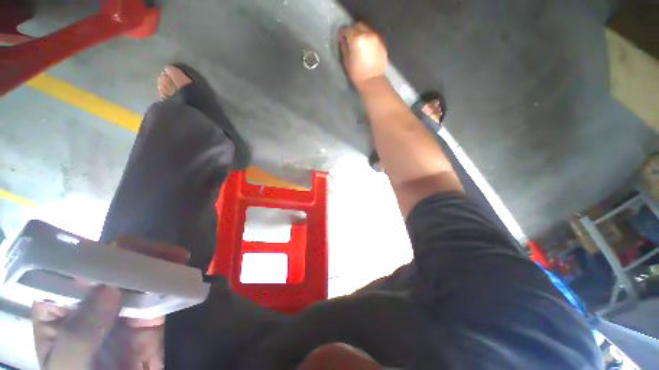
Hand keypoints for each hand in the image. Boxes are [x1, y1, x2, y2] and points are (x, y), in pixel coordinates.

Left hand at [32, 237, 188, 369]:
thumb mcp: (69, 366)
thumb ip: (79, 334)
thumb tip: (109, 290)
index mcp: (60, 304)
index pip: (74, 267)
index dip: (98, 254)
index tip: (123, 250)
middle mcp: (92, 299)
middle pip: (113, 265)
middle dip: (138, 254)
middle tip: (162, 252)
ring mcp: (123, 307)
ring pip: (140, 275)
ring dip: (160, 263)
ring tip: (179, 257)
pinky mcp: (148, 315)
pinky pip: (160, 294)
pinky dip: (173, 283)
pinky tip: (185, 276)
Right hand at [338, 22, 388, 88]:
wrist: (373, 81)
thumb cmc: (357, 73)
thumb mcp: (346, 61)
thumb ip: (344, 47)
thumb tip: (343, 40)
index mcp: (356, 38)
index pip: (347, 29)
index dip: (342, 33)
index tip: (340, 38)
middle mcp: (367, 33)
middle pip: (358, 25)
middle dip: (352, 30)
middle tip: (349, 38)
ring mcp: (376, 37)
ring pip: (367, 29)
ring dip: (361, 33)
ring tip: (358, 42)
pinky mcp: (382, 43)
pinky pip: (373, 36)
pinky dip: (368, 38)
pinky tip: (366, 47)